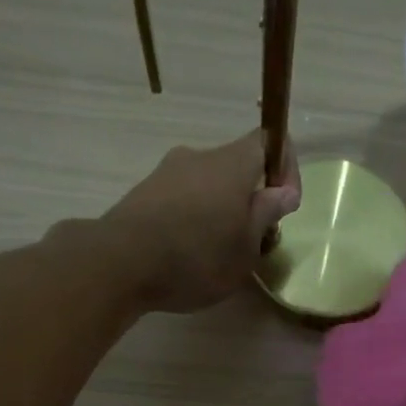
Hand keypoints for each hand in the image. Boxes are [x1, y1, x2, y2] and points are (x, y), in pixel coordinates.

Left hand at [101, 132, 301, 312]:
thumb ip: (266, 215)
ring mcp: (167, 172)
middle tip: (254, 241)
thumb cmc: (197, 257)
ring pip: (208, 185)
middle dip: (251, 200)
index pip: (268, 141)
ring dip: (221, 211)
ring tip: (220, 254)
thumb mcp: (245, 247)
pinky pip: (182, 199)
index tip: (285, 207)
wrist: (120, 263)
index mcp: (232, 163)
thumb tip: (283, 192)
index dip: (285, 168)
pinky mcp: (144, 193)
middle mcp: (199, 156)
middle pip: (237, 167)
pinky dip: (194, 219)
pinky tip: (189, 254)